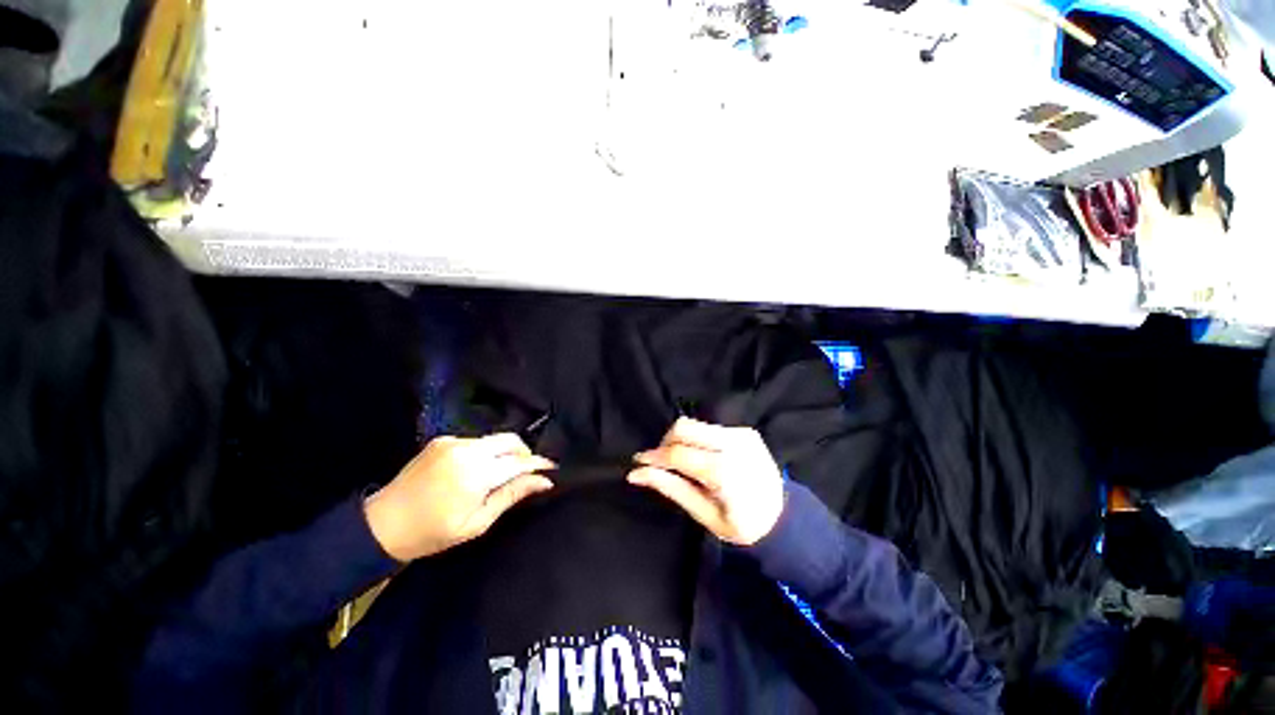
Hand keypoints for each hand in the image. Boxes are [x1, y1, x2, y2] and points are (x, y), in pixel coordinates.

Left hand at [364, 434, 554, 561]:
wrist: (382, 524)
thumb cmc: (432, 532)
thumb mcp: (476, 522)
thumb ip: (511, 496)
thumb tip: (544, 481)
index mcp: (475, 474)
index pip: (519, 461)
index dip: (538, 464)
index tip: (552, 468)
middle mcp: (466, 450)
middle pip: (510, 440)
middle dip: (525, 453)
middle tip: (528, 471)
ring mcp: (453, 441)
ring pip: (494, 439)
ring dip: (505, 452)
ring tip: (501, 474)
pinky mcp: (443, 439)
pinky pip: (476, 441)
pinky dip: (485, 452)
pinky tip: (476, 470)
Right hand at [629, 418, 783, 545]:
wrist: (784, 517)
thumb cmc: (742, 524)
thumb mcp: (703, 514)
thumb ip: (671, 488)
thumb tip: (636, 474)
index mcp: (723, 471)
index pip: (677, 453)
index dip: (654, 456)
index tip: (638, 462)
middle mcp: (733, 444)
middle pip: (684, 427)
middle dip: (666, 442)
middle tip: (662, 463)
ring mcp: (741, 434)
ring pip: (695, 424)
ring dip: (680, 439)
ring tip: (681, 461)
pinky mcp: (745, 430)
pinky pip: (709, 428)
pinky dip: (697, 439)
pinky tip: (702, 457)